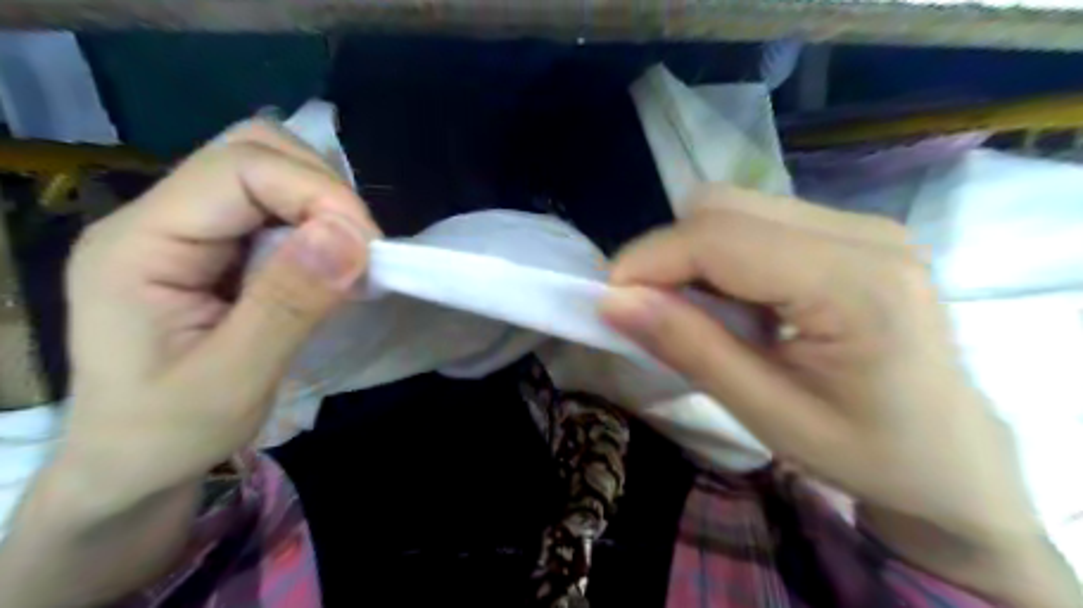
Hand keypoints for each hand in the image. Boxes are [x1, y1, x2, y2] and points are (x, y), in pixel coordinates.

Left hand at [59, 122, 378, 510]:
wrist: (132, 463)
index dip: (317, 194)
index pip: (239, 169)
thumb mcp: (233, 380)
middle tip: (361, 250)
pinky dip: (318, 221)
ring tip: (349, 256)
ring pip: (269, 169)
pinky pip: (276, 205)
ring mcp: (186, 228)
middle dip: (323, 190)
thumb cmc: (170, 433)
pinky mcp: (214, 245)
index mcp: (140, 245)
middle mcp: (157, 218)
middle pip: (252, 150)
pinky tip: (329, 261)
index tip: (367, 249)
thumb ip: (289, 304)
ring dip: (323, 202)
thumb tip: (350, 237)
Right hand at [600, 186, 1029, 545]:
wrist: (950, 458)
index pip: (720, 238)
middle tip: (652, 312)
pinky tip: (735, 301)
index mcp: (856, 285)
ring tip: (698, 312)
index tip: (609, 299)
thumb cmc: (865, 451)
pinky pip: (759, 221)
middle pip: (725, 206)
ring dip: (693, 254)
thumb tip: (613, 302)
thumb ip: (688, 349)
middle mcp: (865, 234)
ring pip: (736, 207)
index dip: (649, 260)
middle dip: (668, 254)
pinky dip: (722, 255)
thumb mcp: (766, 414)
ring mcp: (863, 225)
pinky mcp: (853, 232)